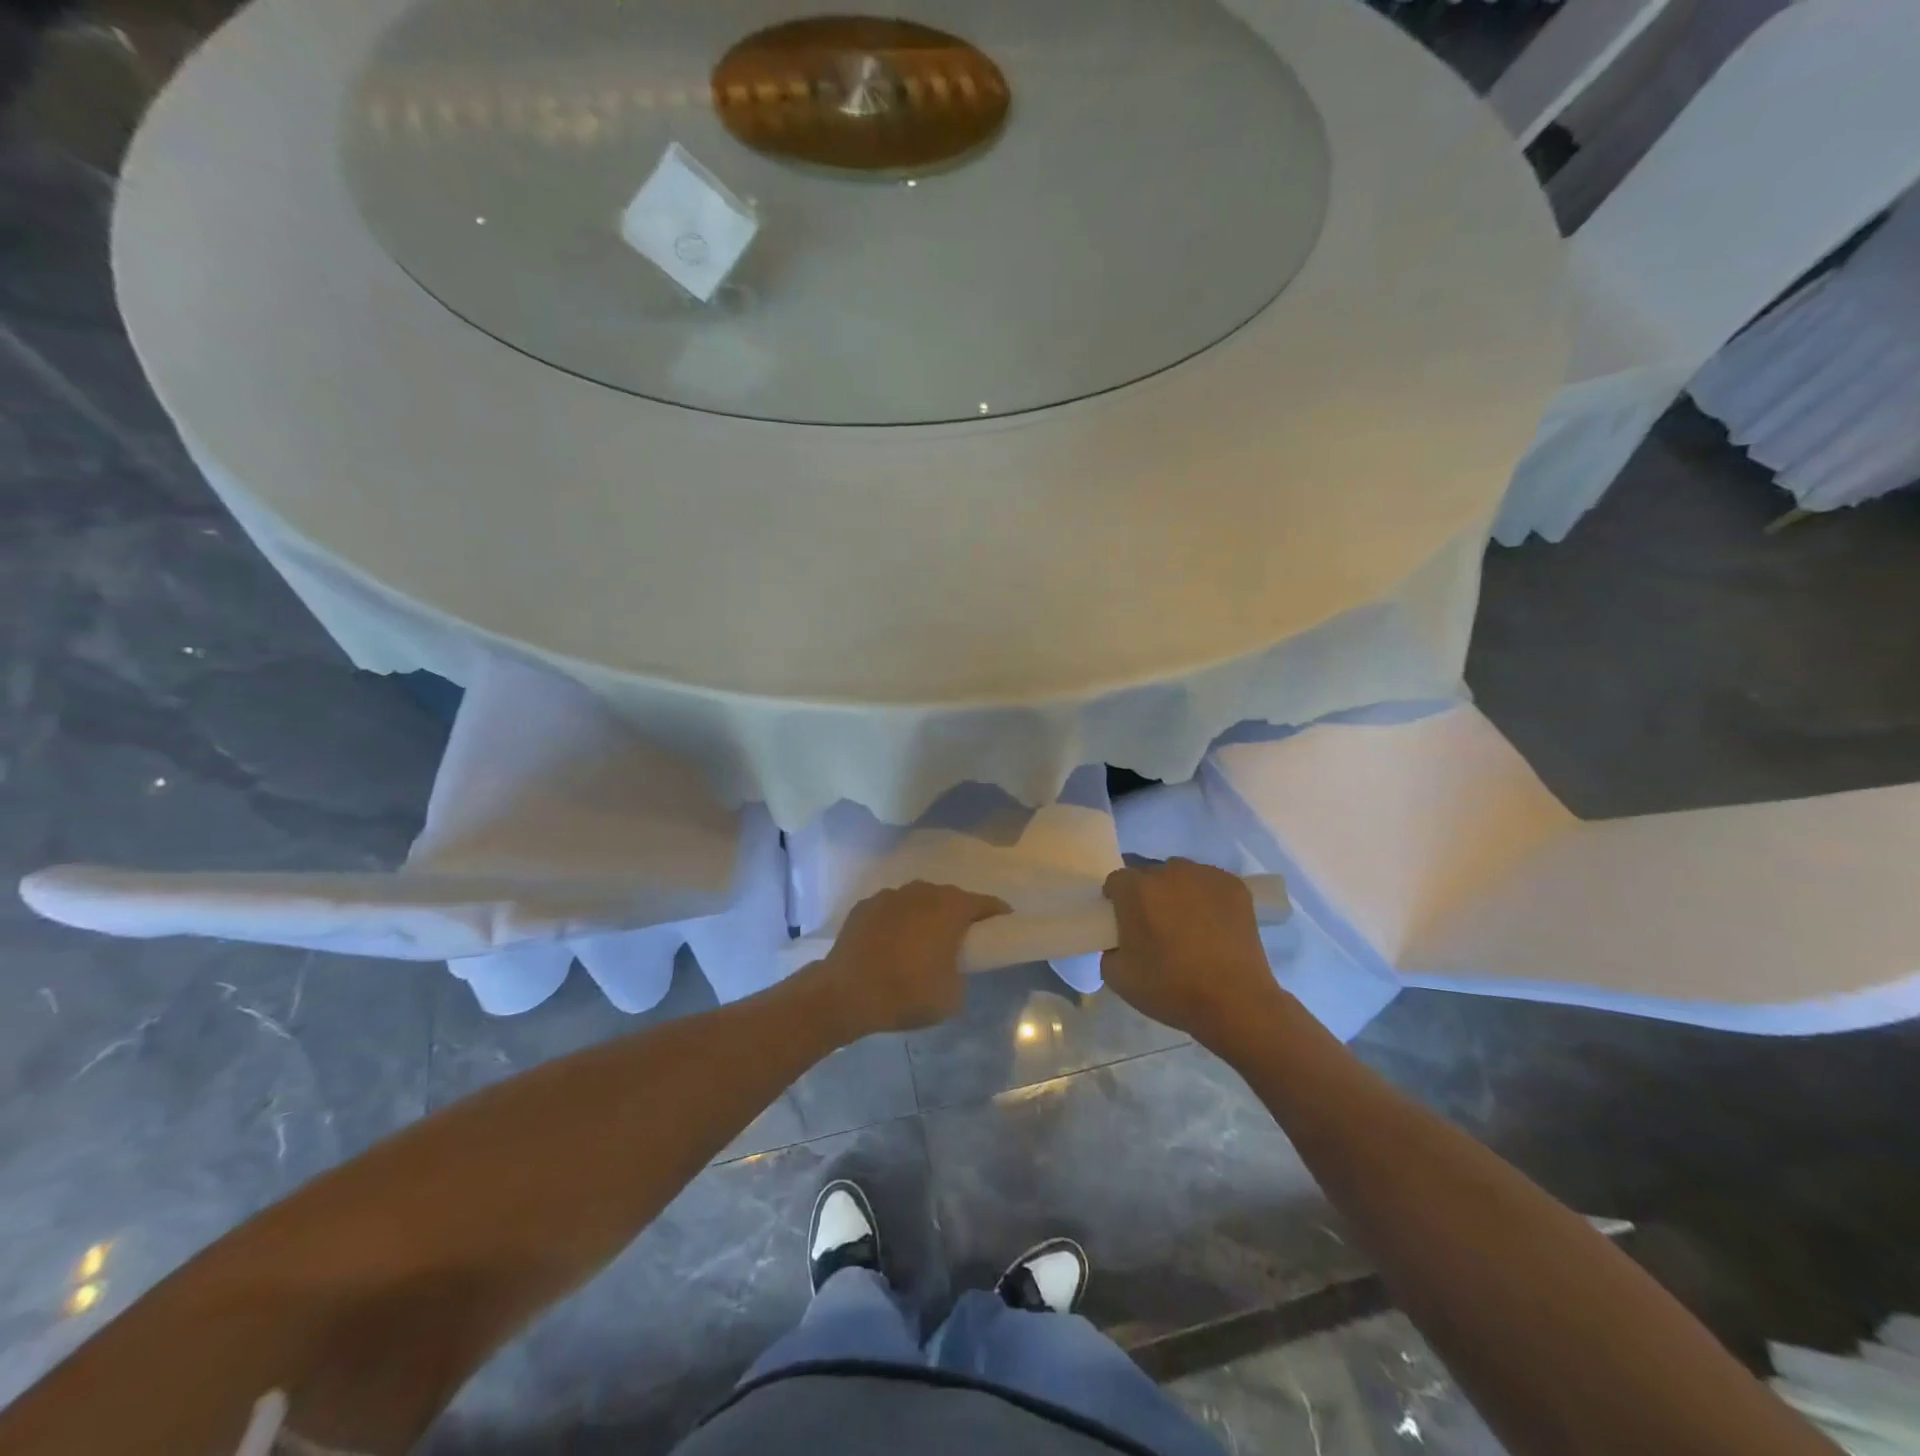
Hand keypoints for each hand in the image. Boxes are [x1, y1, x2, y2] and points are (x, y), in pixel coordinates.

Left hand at [807, 881, 1009, 1039]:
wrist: (847, 993)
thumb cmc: (908, 992)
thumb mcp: (952, 995)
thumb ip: (961, 973)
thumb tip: (952, 968)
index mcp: (950, 908)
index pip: (985, 903)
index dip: (997, 914)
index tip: (1003, 926)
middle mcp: (922, 892)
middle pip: (950, 897)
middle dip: (959, 914)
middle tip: (962, 939)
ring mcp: (890, 896)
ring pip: (918, 900)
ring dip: (925, 916)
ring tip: (923, 942)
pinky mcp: (865, 906)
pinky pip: (891, 910)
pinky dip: (897, 922)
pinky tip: (892, 944)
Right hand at [1101, 859, 1288, 1048]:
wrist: (1235, 1002)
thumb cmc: (1172, 989)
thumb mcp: (1118, 977)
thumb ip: (1109, 949)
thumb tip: (1120, 940)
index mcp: (1137, 890)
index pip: (1116, 881)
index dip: (1117, 900)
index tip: (1123, 922)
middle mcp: (1169, 872)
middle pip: (1149, 874)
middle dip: (1147, 894)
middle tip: (1155, 925)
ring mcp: (1205, 876)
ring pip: (1180, 875)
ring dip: (1176, 891)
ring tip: (1187, 923)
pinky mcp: (1234, 885)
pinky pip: (1209, 883)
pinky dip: (1206, 896)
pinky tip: (1213, 923)